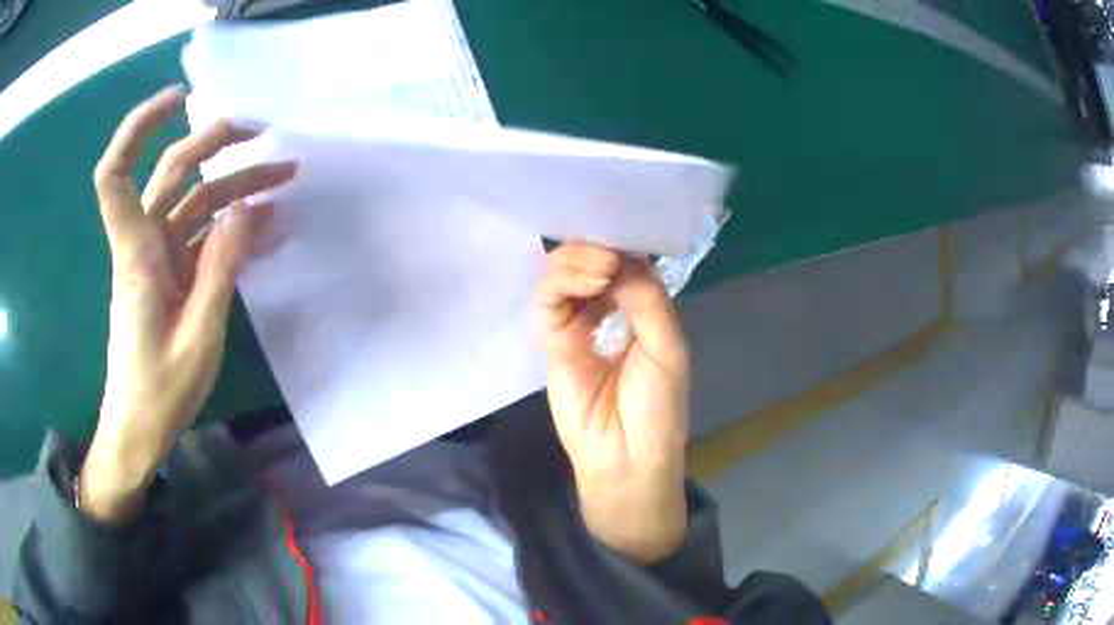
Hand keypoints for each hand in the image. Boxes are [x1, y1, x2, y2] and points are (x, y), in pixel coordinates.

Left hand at [82, 87, 295, 522]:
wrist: (139, 428)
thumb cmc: (158, 393)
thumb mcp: (197, 337)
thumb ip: (219, 269)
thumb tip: (244, 207)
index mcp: (136, 255)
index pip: (116, 175)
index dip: (139, 127)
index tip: (180, 100)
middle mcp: (145, 244)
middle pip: (173, 174)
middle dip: (216, 144)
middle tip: (266, 133)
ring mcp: (160, 259)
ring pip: (196, 204)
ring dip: (237, 186)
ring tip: (285, 178)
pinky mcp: (173, 276)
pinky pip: (204, 237)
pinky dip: (233, 226)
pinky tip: (266, 223)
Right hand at [538, 243, 689, 562]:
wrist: (627, 456)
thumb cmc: (657, 407)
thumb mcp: (667, 348)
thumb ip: (647, 300)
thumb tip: (621, 259)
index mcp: (638, 311)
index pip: (623, 264)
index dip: (620, 244)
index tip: (623, 233)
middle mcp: (606, 311)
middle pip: (588, 263)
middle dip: (596, 249)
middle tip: (609, 255)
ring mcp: (576, 325)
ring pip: (563, 274)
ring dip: (580, 261)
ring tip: (602, 269)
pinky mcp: (552, 341)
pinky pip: (548, 300)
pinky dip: (563, 282)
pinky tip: (589, 282)